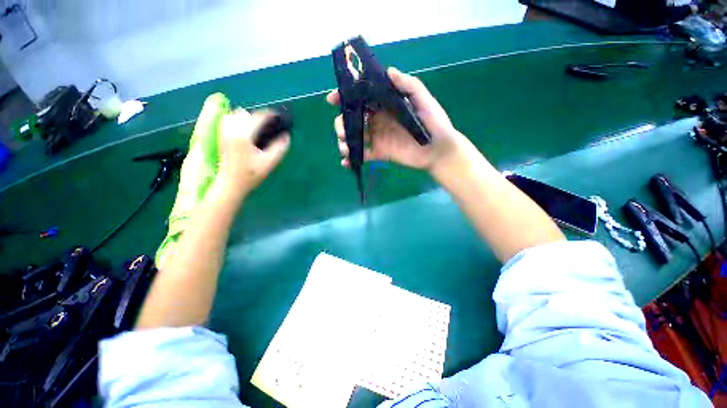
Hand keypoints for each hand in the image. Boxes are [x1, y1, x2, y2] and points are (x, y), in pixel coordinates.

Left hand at [217, 109, 289, 196]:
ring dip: (247, 117)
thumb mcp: (269, 163)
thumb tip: (286, 136)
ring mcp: (223, 132)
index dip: (269, 115)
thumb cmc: (250, 175)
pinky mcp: (220, 137)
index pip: (257, 118)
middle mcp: (231, 130)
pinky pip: (227, 120)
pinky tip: (245, 130)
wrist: (230, 184)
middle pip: (245, 113)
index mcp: (244, 135)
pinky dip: (237, 120)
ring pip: (234, 115)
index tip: (278, 117)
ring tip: (257, 127)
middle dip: (258, 117)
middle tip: (269, 125)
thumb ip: (279, 148)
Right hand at [327, 67, 462, 171]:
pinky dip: (352, 158)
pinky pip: (363, 155)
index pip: (361, 98)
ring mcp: (378, 138)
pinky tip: (346, 162)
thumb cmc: (434, 123)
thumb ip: (409, 86)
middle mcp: (378, 120)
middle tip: (342, 131)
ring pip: (355, 137)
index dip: (345, 97)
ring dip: (344, 141)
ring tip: (344, 147)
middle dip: (341, 123)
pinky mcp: (380, 153)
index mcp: (385, 105)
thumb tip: (389, 71)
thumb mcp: (424, 101)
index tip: (332, 100)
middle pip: (353, 119)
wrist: (439, 150)